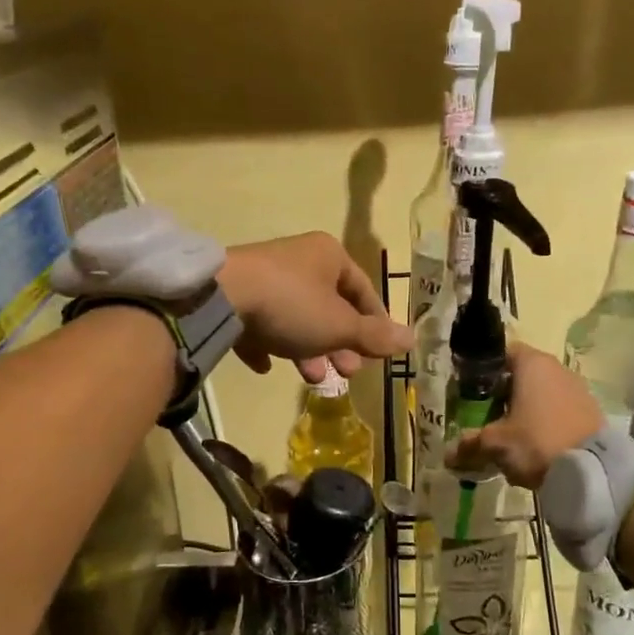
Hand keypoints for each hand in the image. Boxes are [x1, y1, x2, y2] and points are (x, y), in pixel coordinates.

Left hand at [218, 233, 411, 381]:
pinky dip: (267, 343)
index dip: (374, 324)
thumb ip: (374, 336)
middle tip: (347, 373)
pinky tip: (265, 366)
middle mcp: (298, 259)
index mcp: (329, 256)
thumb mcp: (340, 326)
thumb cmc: (292, 305)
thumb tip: (413, 339)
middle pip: (329, 306)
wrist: (220, 297)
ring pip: (296, 317)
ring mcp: (263, 276)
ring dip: (308, 350)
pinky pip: (259, 322)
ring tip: (313, 378)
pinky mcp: (236, 294)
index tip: (377, 354)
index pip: (363, 290)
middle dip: (340, 344)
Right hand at [447, 343, 602, 488]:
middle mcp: (557, 368)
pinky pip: (559, 410)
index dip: (485, 370)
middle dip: (504, 394)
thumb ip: (470, 444)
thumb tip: (449, 455)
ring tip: (511, 436)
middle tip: (486, 416)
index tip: (472, 391)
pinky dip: (546, 422)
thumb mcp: (496, 444)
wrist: (593, 471)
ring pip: (542, 394)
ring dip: (526, 410)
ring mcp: (578, 389)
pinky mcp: (591, 412)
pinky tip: (537, 446)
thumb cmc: (537, 442)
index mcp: (532, 364)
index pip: (503, 353)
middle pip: (522, 374)